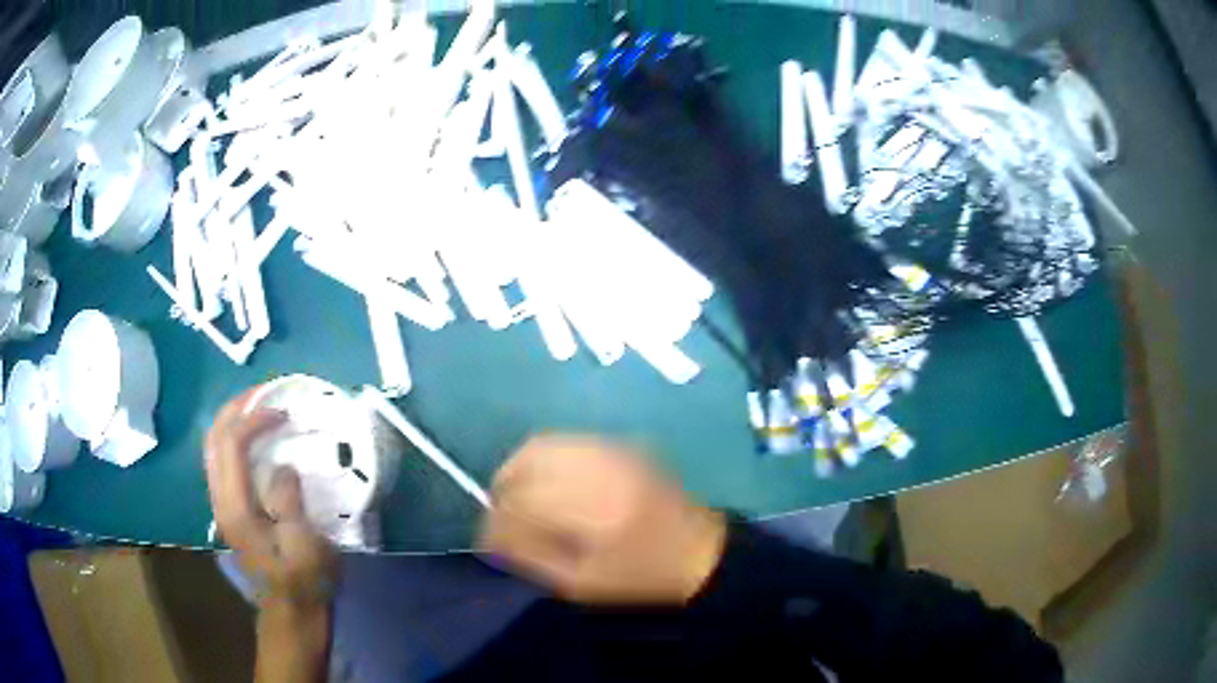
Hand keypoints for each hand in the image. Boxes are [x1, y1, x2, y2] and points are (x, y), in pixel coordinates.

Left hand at [205, 390, 338, 609]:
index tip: (284, 413)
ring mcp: (223, 506)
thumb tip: (283, 467)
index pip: (232, 444)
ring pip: (214, 449)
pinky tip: (256, 442)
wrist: (291, 615)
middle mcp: (220, 500)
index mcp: (236, 507)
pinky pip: (224, 462)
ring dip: (233, 423)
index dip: (255, 419)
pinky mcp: (231, 512)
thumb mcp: (304, 543)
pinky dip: (236, 441)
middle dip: (236, 409)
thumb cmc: (302, 582)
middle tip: (265, 393)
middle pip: (214, 439)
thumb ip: (289, 499)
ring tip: (259, 409)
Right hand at [479, 435, 726, 604]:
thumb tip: (489, 534)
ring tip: (512, 497)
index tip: (487, 541)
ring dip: (516, 470)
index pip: (523, 504)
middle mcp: (601, 470)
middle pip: (527, 464)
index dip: (495, 522)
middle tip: (497, 516)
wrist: (699, 554)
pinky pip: (564, 442)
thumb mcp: (581, 585)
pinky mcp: (619, 445)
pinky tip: (541, 482)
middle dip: (502, 491)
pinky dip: (540, 458)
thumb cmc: (640, 579)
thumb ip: (530, 556)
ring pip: (541, 446)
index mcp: (595, 512)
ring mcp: (612, 451)